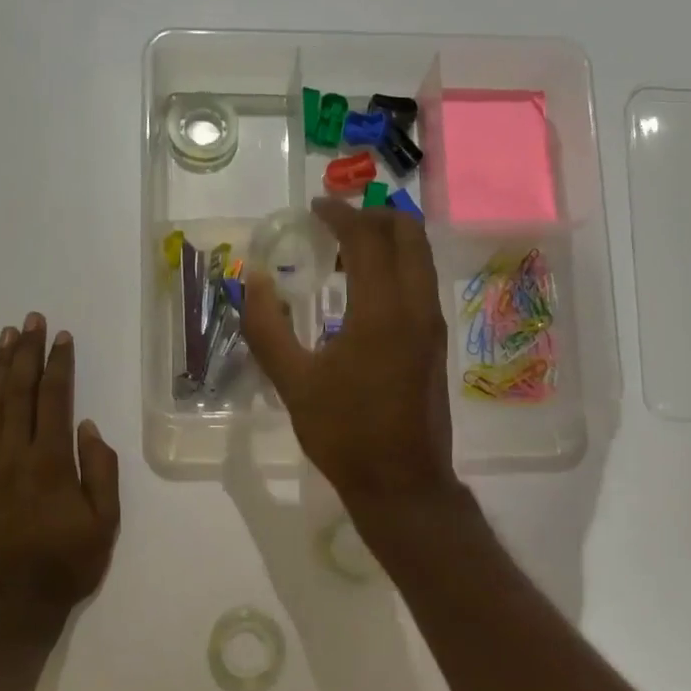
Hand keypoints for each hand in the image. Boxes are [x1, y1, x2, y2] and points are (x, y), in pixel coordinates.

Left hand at [0, 314, 121, 621]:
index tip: (61, 336)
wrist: (10, 611)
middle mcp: (15, 456)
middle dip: (27, 353)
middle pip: (19, 392)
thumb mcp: (105, 524)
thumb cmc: (65, 567)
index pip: (56, 399)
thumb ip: (101, 471)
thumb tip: (89, 427)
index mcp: (53, 462)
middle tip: (31, 320)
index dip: (59, 364)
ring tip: (4, 337)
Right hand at [242, 198, 458, 516]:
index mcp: (382, 310)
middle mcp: (417, 307)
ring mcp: (432, 326)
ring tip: (347, 252)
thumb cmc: (344, 433)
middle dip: (374, 217)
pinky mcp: (436, 344)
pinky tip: (365, 291)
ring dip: (389, 241)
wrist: (403, 483)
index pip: (367, 238)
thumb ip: (267, 327)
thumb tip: (254, 281)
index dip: (340, 215)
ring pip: (420, 258)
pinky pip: (421, 284)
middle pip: (408, 235)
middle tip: (336, 221)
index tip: (315, 207)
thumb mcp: (293, 383)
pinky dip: (397, 267)